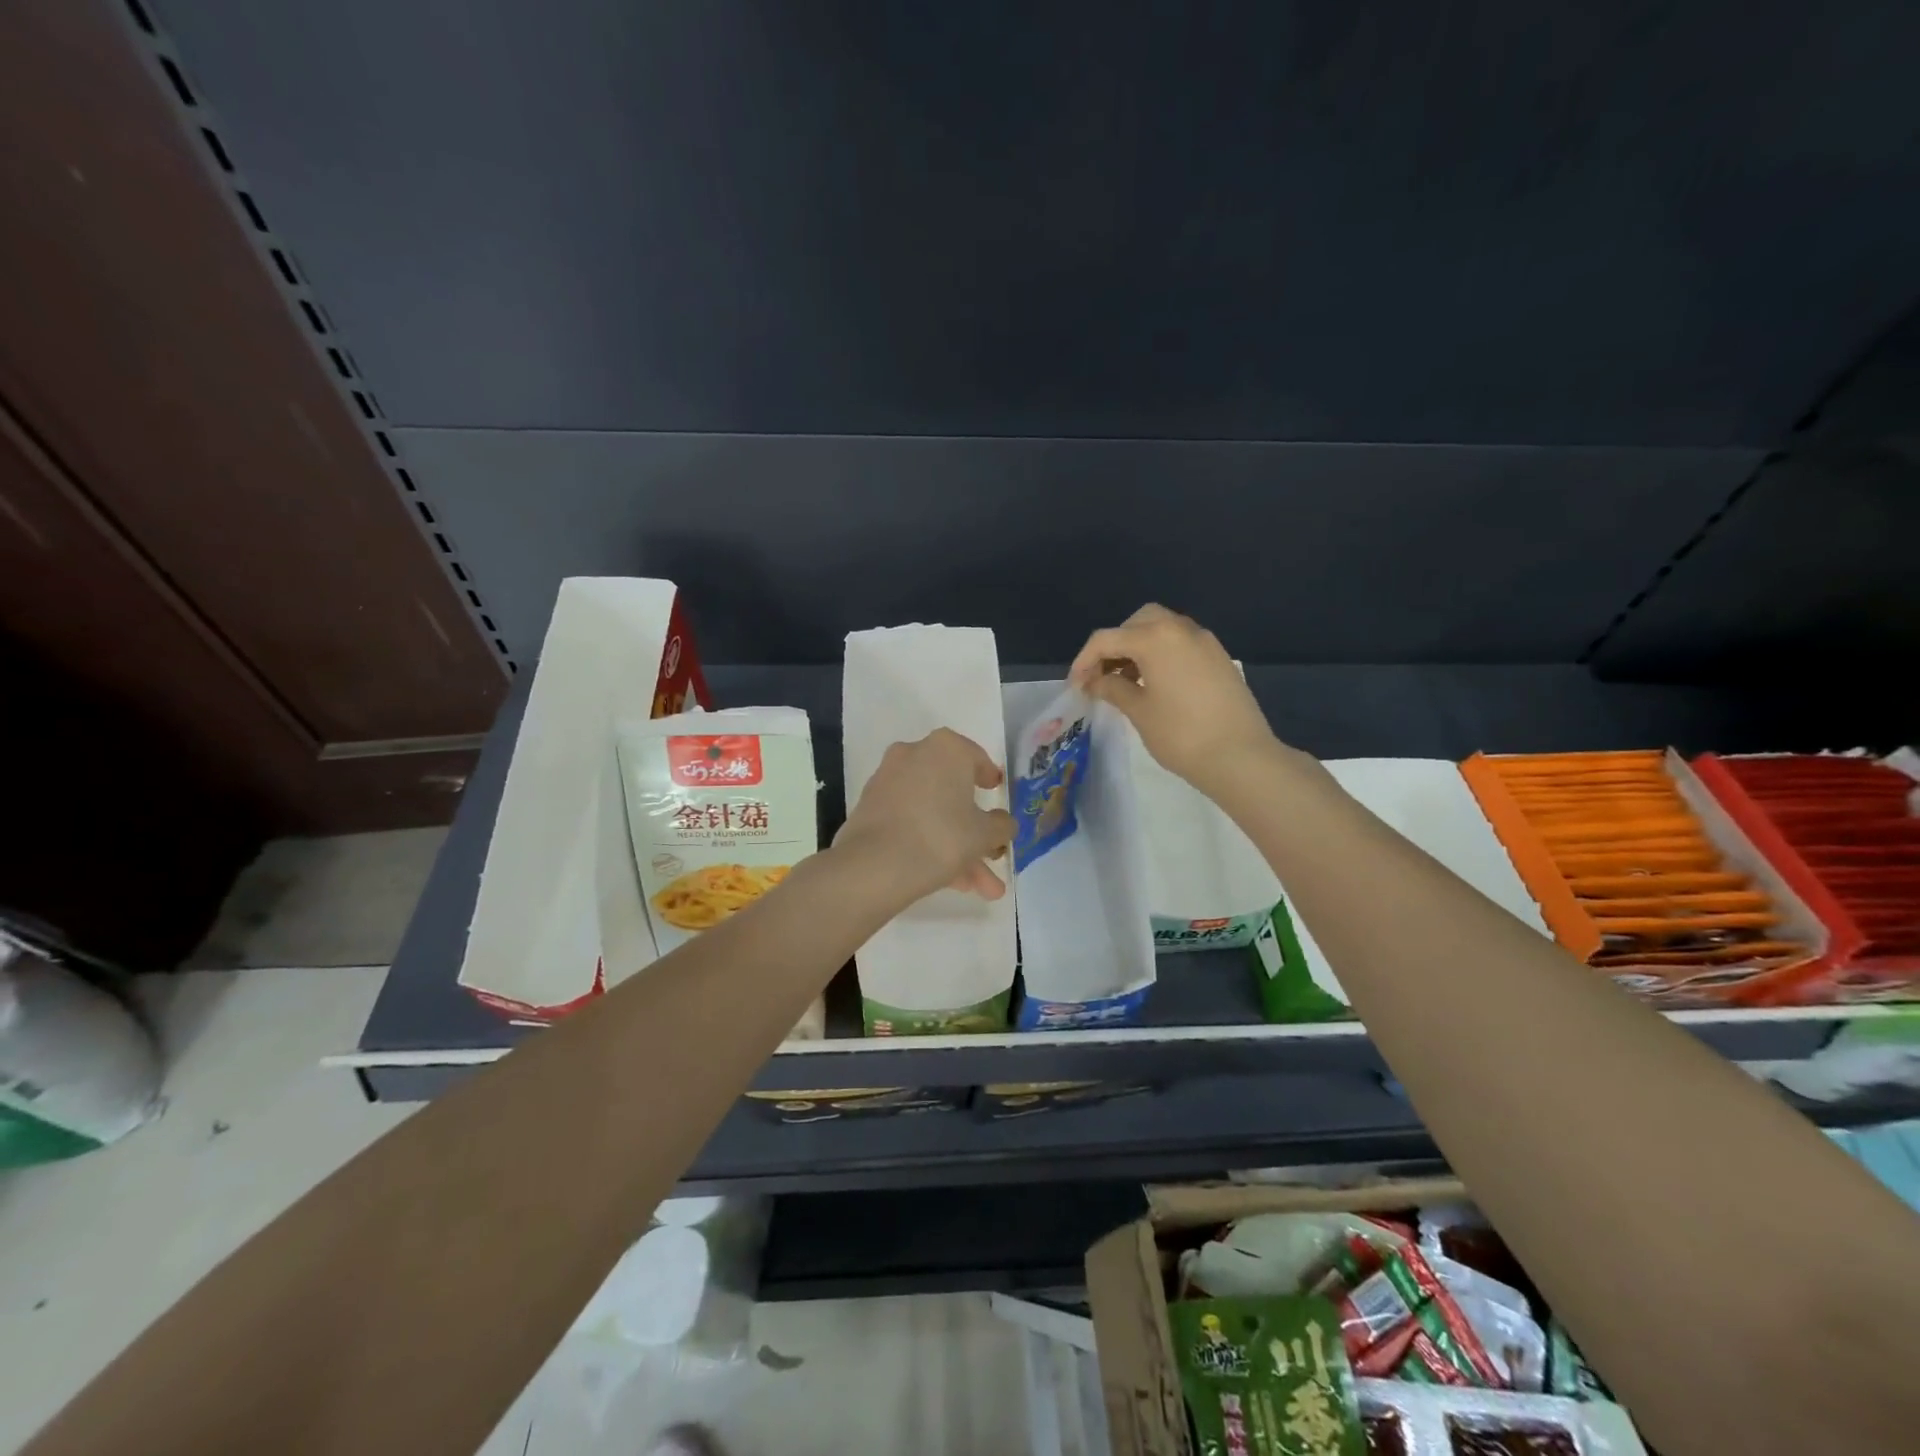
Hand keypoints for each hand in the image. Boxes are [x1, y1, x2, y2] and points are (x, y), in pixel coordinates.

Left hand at [835, 729, 1014, 905]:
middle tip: (992, 857)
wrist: (875, 866)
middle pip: (953, 793)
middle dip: (976, 832)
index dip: (990, 780)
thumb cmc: (942, 836)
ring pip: (933, 813)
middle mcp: (914, 754)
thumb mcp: (985, 834)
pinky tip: (949, 882)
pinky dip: (929, 845)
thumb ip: (1002, 826)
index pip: (977, 759)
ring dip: (957, 848)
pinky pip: (910, 822)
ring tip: (977, 888)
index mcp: (946, 748)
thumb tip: (1003, 823)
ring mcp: (888, 781)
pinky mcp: (871, 808)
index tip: (997, 796)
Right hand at [1069, 603, 1280, 794]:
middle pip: (1137, 622)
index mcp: (1155, 638)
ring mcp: (1205, 641)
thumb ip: (1113, 688)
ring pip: (1162, 628)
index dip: (1084, 661)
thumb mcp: (1139, 712)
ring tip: (1127, 680)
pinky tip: (1156, 684)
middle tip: (1103, 675)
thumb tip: (1096, 681)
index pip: (1107, 639)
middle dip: (1115, 644)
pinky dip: (1162, 653)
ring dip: (1139, 646)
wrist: (1241, 756)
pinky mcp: (1219, 657)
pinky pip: (1181, 643)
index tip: (1076, 686)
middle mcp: (1180, 629)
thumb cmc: (1181, 734)